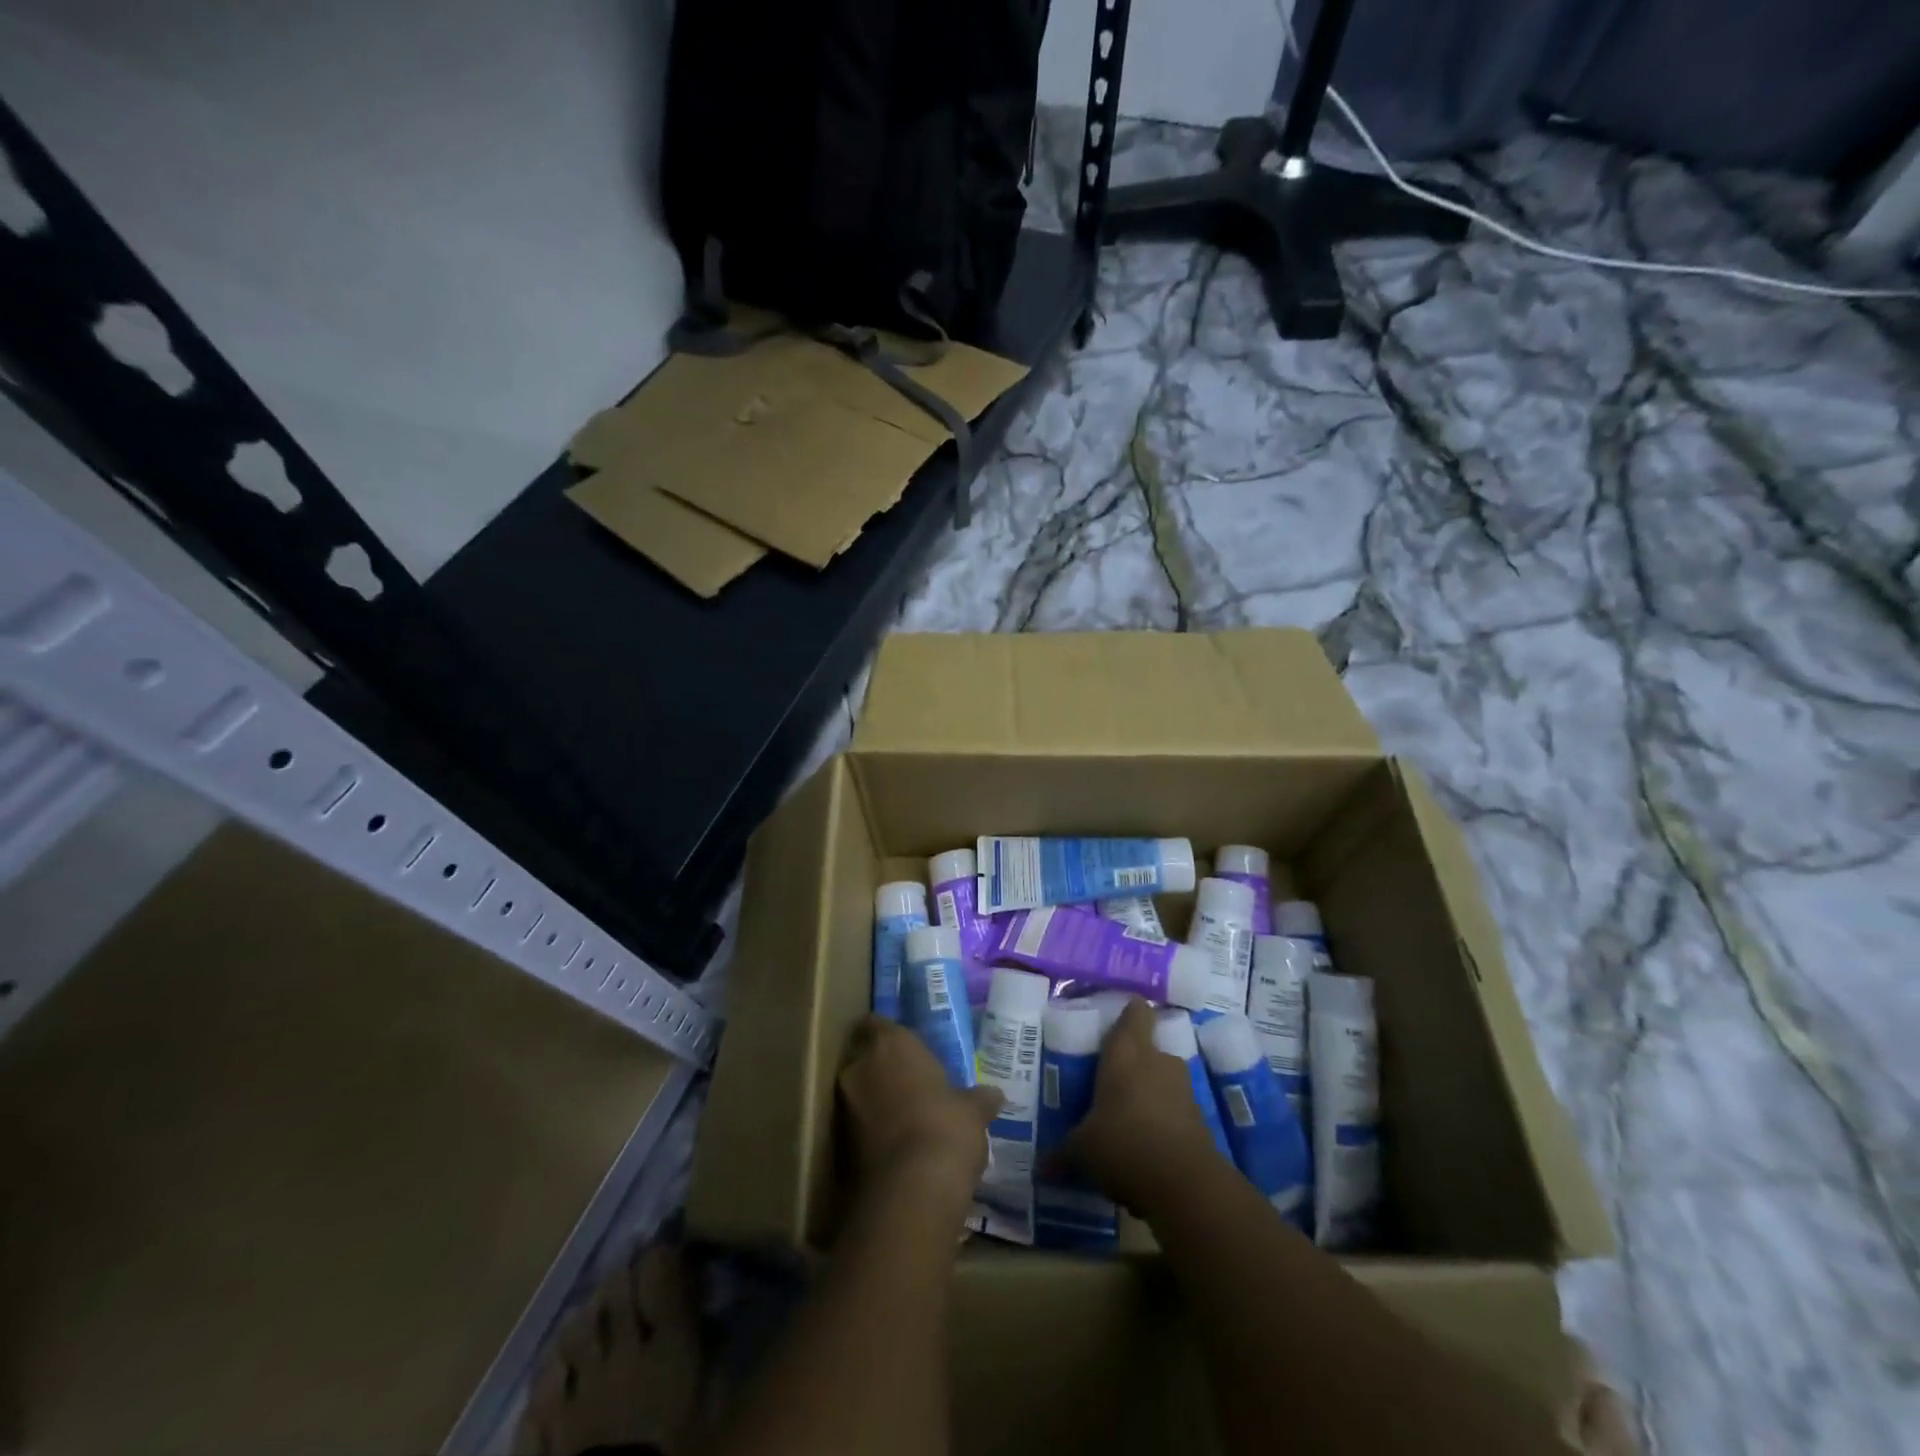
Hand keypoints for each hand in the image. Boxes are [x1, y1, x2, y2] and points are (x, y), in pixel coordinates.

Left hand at [838, 1016, 1001, 1208]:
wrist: (911, 1191)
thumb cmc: (946, 1128)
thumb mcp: (973, 1111)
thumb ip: (978, 1098)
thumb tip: (994, 1096)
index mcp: (891, 1042)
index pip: (877, 1023)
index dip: (889, 1034)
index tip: (907, 1048)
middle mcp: (860, 1065)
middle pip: (863, 1055)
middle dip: (881, 1066)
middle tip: (909, 1079)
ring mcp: (844, 1104)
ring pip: (858, 1090)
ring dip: (875, 1098)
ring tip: (904, 1114)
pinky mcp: (838, 1142)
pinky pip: (855, 1123)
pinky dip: (870, 1128)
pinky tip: (895, 1142)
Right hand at [1064, 999, 1214, 1213]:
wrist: (1185, 1185)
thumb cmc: (1122, 1144)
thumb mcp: (1082, 1150)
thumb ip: (1062, 1153)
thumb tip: (1040, 1168)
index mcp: (1126, 1052)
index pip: (1135, 1012)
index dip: (1129, 1011)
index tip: (1116, 1017)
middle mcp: (1158, 1060)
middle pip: (1148, 1047)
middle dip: (1133, 1061)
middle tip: (1110, 1078)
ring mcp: (1183, 1089)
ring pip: (1163, 1079)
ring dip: (1149, 1092)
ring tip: (1127, 1114)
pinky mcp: (1200, 1120)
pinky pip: (1175, 1110)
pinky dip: (1163, 1120)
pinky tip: (1145, 1144)